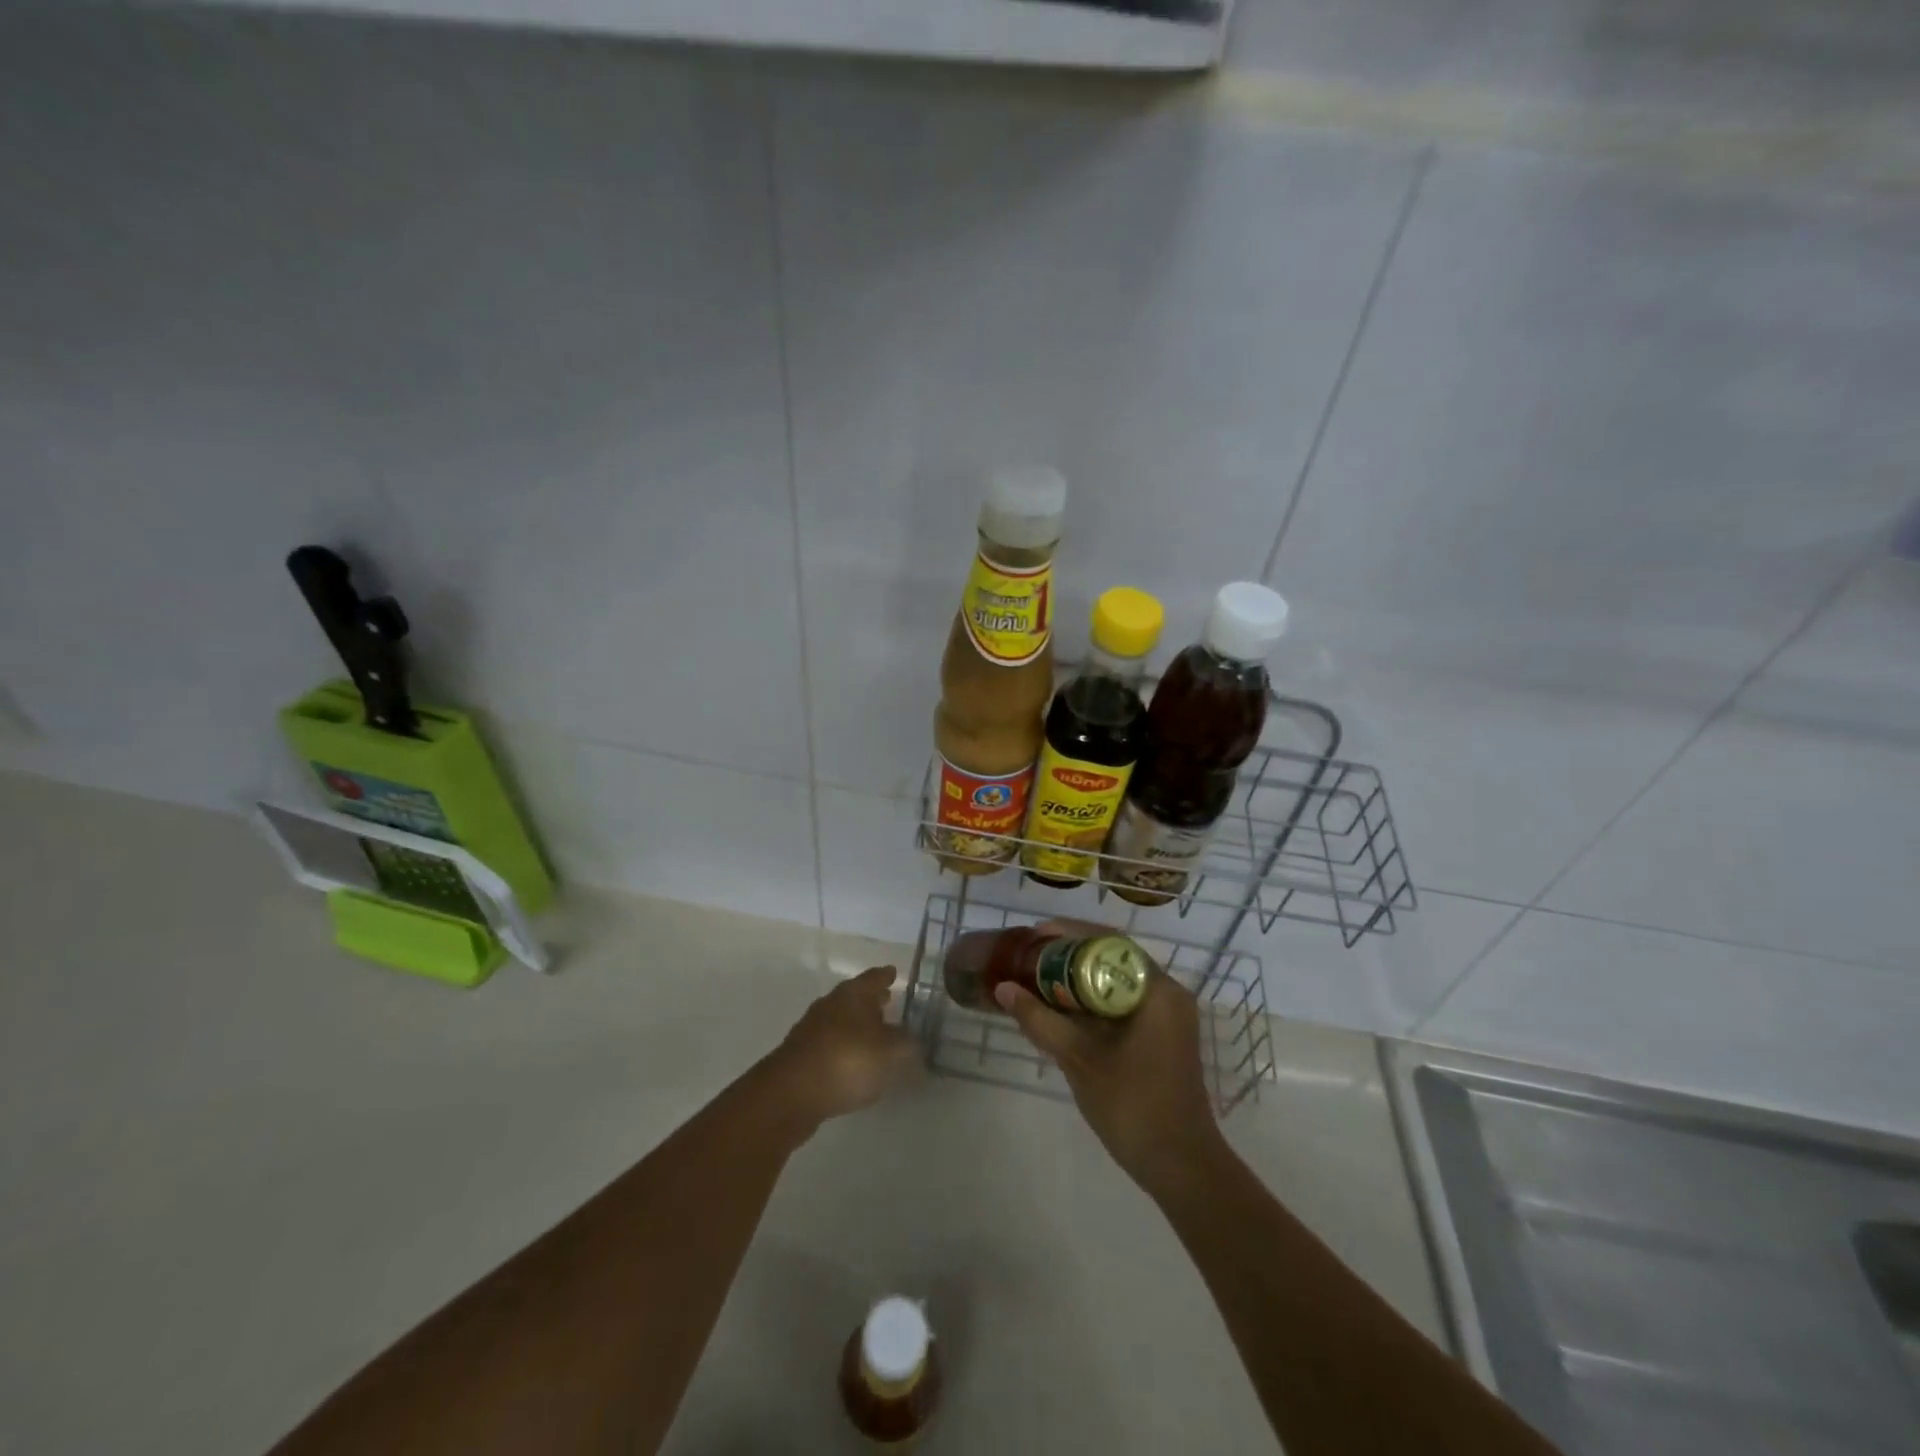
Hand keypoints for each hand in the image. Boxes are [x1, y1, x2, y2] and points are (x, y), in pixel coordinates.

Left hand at [765, 966, 918, 1130]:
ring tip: (876, 1035)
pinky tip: (855, 1063)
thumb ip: (906, 1043)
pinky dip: (846, 1048)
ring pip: (842, 1020)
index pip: (874, 977)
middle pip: (856, 997)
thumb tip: (912, 1038)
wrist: (791, 1094)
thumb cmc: (847, 1061)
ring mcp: (813, 1029)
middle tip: (889, 1000)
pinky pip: (832, 1044)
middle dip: (872, 1000)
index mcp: (853, 994)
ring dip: (858, 1025)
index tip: (894, 973)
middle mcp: (831, 1004)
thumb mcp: (890, 1053)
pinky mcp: (802, 1055)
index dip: (886, 976)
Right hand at [997, 957, 1224, 1198]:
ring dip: (1080, 977)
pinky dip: (1093, 1000)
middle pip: (1113, 957)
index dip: (1069, 934)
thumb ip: (1040, 1020)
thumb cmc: (1133, 1106)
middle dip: (1070, 954)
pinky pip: (1122, 1002)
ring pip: (1116, 980)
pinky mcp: (1162, 1035)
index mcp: (1157, 990)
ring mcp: (1167, 1016)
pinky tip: (1062, 1008)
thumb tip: (1003, 988)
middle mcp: (1167, 993)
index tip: (1035, 935)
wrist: (1181, 1166)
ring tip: (1039, 977)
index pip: (1110, 943)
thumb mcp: (1080, 1059)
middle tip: (1031, 956)